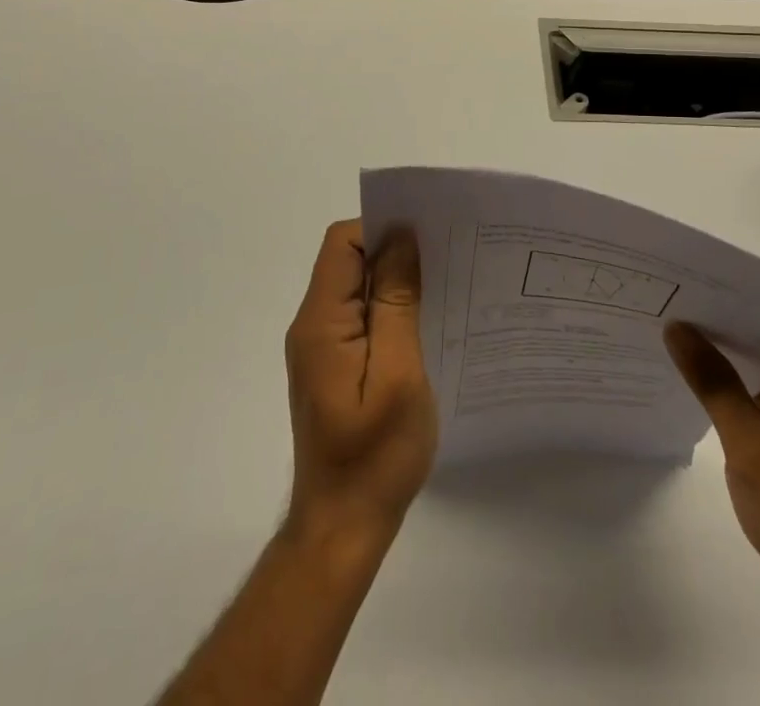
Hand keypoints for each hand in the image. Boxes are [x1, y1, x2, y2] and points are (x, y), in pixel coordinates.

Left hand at [284, 221, 436, 545]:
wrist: (343, 529)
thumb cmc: (374, 455)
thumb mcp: (398, 373)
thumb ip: (396, 302)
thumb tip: (401, 238)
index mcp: (322, 322)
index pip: (342, 244)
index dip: (381, 229)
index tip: (427, 237)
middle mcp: (314, 326)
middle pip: (348, 260)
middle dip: (394, 251)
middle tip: (445, 258)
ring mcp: (322, 347)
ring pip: (357, 288)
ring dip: (395, 281)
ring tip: (443, 287)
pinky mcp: (334, 366)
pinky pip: (361, 317)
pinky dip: (391, 309)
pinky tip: (426, 323)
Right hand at [665, 324, 759, 622]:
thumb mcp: (749, 443)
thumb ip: (713, 381)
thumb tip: (677, 328)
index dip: (737, 307)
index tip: (693, 289)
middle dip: (724, 332)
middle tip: (673, 303)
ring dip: (725, 361)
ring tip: (675, 330)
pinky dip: (732, 390)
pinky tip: (694, 377)